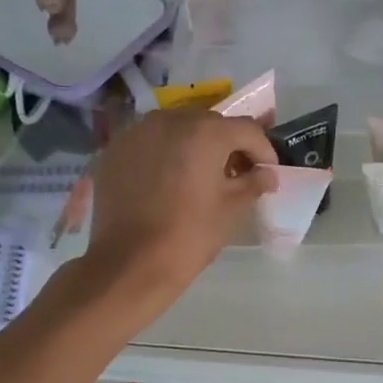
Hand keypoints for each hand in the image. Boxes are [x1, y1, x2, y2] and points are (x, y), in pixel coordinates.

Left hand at [84, 108, 277, 312]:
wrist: (130, 262)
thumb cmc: (189, 235)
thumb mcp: (232, 209)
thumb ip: (253, 183)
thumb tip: (266, 174)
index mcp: (205, 132)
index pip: (247, 130)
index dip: (263, 151)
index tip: (267, 173)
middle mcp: (170, 120)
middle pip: (211, 124)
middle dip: (228, 146)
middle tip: (235, 174)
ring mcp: (138, 132)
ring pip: (178, 129)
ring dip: (195, 146)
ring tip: (200, 175)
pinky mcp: (116, 149)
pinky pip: (151, 141)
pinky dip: (165, 153)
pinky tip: (168, 180)